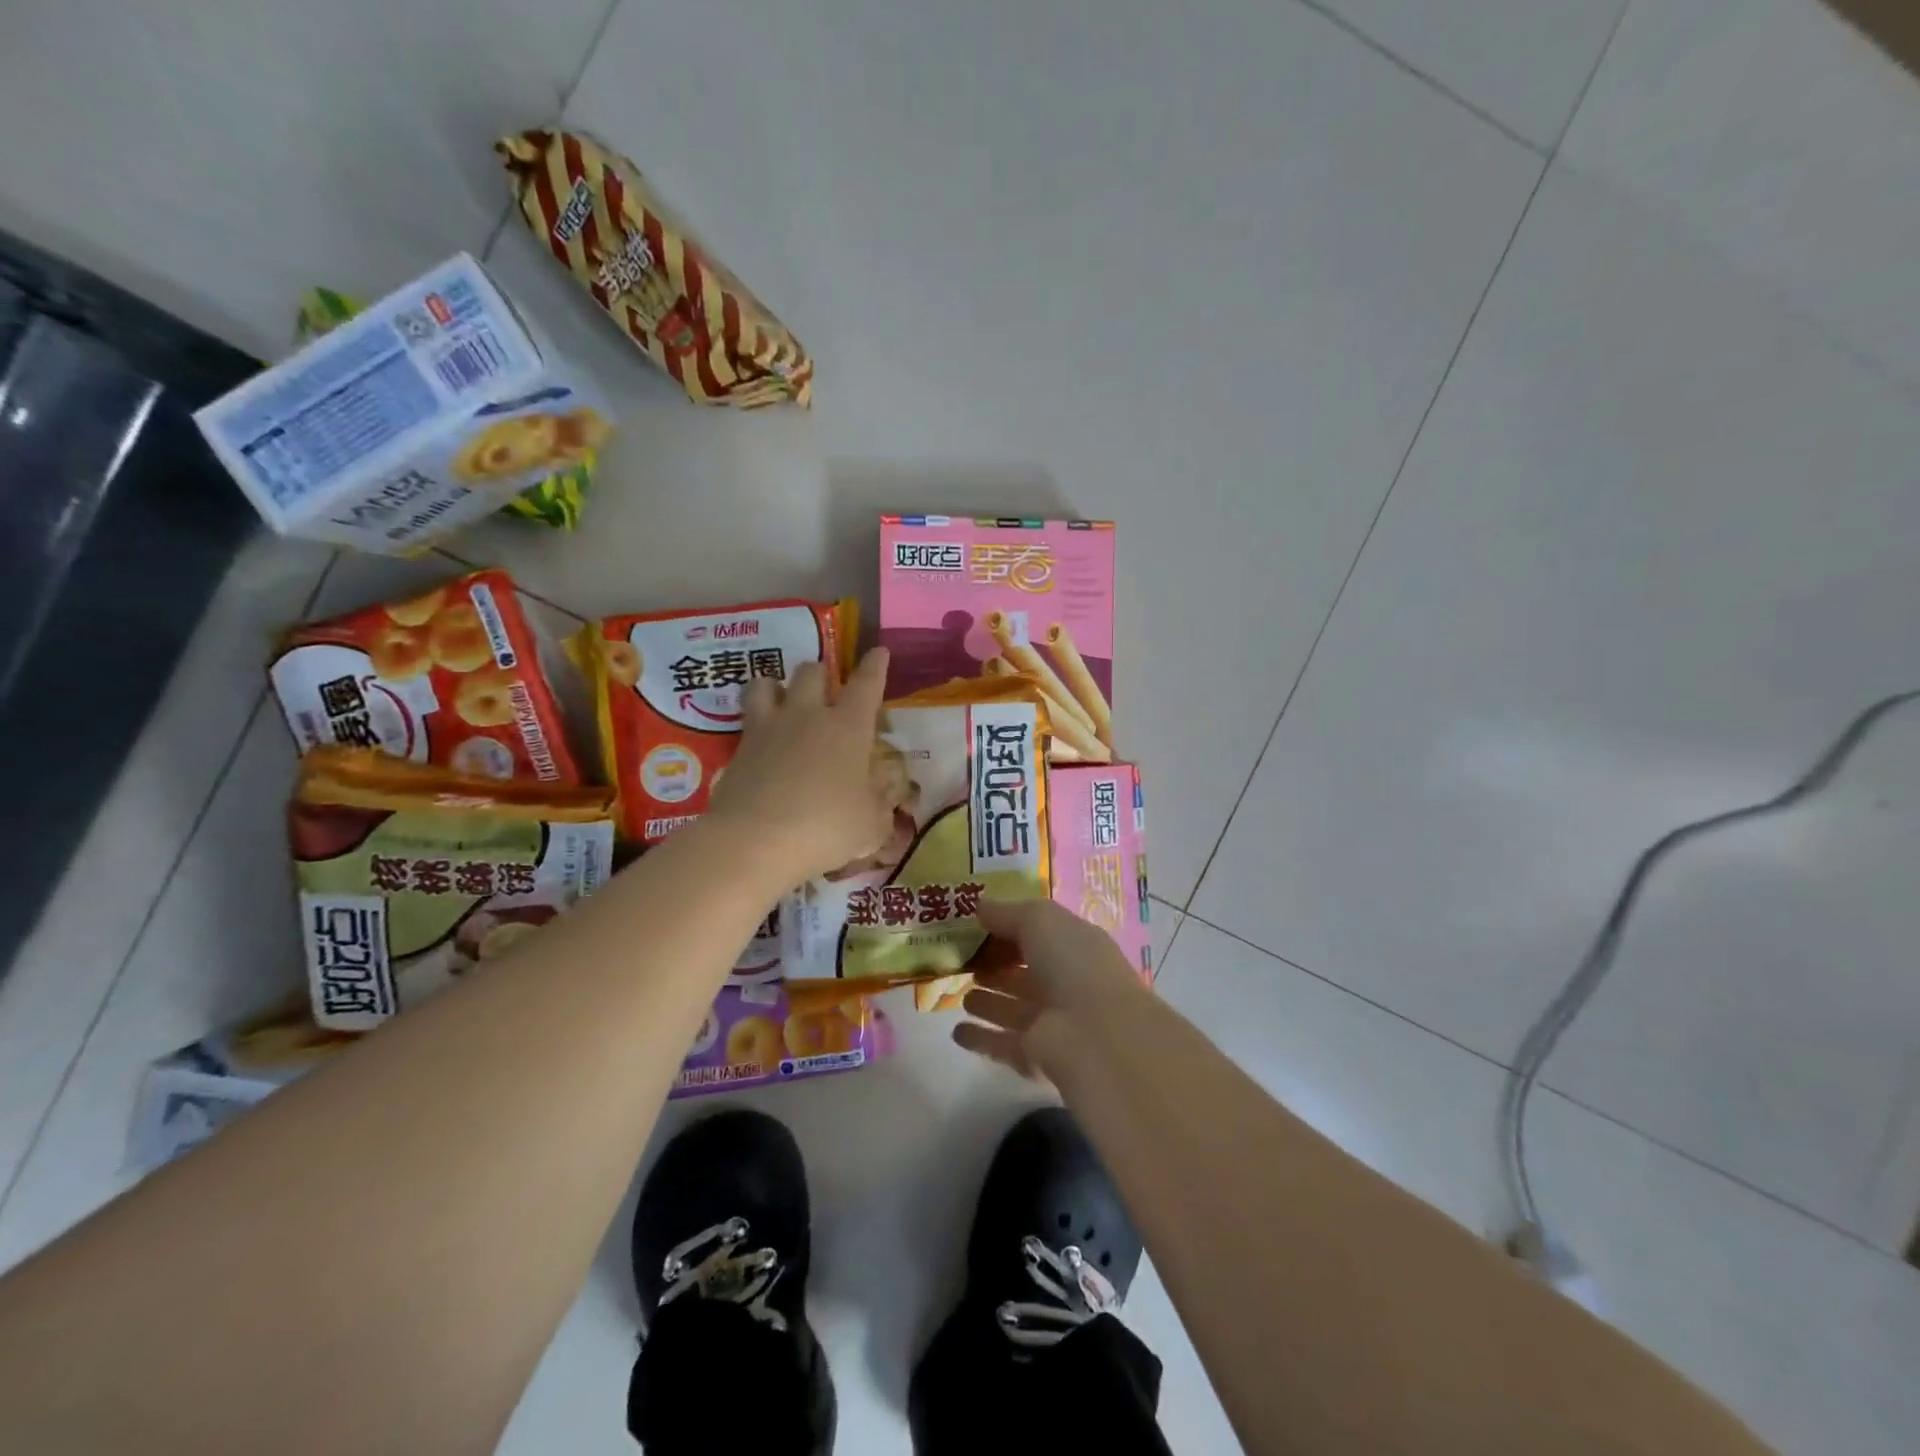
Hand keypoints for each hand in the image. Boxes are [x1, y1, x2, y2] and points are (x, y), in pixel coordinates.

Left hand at [704, 647, 898, 883]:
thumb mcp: (870, 824)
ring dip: (777, 687)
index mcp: (848, 728)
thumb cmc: (826, 828)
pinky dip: (755, 723)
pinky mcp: (737, 749)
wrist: (754, 842)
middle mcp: (807, 717)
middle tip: (826, 694)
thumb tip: (879, 793)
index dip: (875, 666)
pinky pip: (746, 720)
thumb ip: (877, 803)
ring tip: (781, 701)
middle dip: (821, 675)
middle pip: (812, 671)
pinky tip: (760, 741)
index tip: (879, 652)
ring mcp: (767, 729)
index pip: (867, 684)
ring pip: (766, 683)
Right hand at [954, 897, 1148, 1080]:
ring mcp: (1052, 1022)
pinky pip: (1002, 1044)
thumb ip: (1006, 912)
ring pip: (1013, 1009)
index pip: (1038, 934)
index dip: (1008, 929)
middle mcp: (1066, 983)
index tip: (972, 925)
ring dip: (989, 1002)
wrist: (1097, 1035)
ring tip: (959, 994)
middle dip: (997, 967)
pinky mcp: (1036, 1056)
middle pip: (1025, 973)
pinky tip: (956, 1031)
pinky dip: (980, 1038)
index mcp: (1074, 946)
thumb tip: (978, 906)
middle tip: (961, 961)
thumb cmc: (1072, 963)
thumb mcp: (1039, 920)